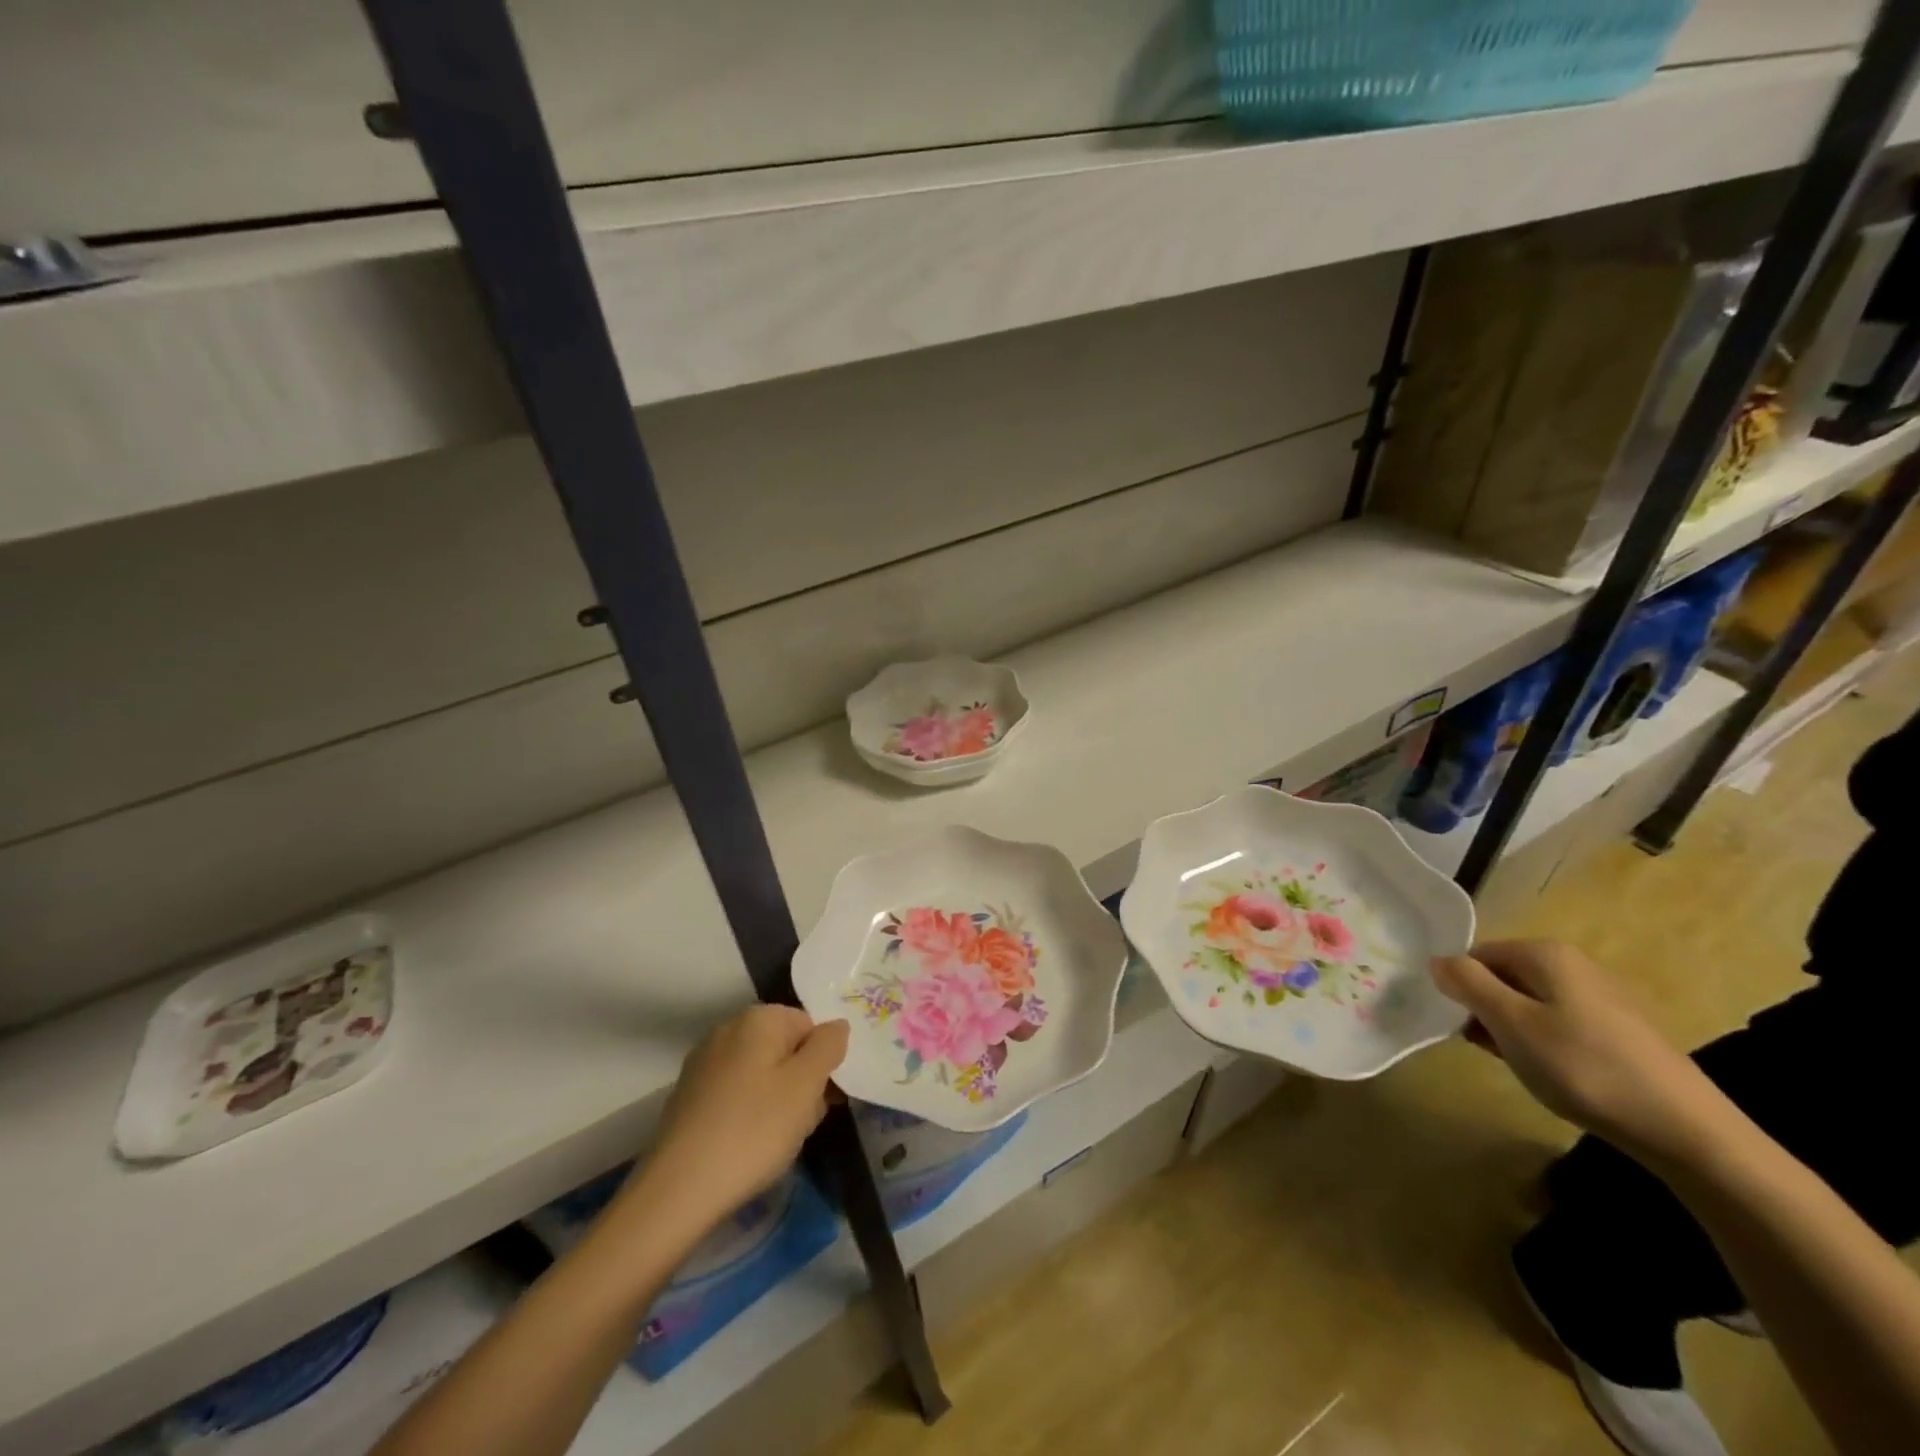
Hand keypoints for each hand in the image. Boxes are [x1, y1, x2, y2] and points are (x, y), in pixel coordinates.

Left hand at [610, 1005, 848, 1246]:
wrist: (678, 1190)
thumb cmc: (754, 1130)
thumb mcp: (807, 1085)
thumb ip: (829, 1046)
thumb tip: (836, 1026)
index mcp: (759, 1018)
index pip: (810, 1026)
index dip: (822, 1063)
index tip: (821, 1100)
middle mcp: (728, 1028)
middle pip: (785, 1049)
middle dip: (800, 1083)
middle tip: (801, 1124)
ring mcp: (704, 1062)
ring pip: (761, 1073)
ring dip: (777, 1101)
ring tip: (774, 1142)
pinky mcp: (688, 1095)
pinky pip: (735, 1094)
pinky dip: (748, 1114)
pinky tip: (746, 1147)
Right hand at [1431, 940, 1728, 1168]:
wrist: (1686, 1131)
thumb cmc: (1584, 1068)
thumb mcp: (1511, 1023)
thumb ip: (1467, 984)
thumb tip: (1437, 961)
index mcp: (1545, 953)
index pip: (1475, 956)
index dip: (1461, 989)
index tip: (1464, 1027)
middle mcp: (1573, 964)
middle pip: (1503, 977)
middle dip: (1487, 1010)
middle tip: (1491, 1049)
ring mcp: (1600, 996)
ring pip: (1529, 1003)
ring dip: (1513, 1030)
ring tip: (1524, 1066)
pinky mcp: (1619, 1030)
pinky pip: (1559, 1023)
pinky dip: (1545, 1044)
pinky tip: (1556, 1074)